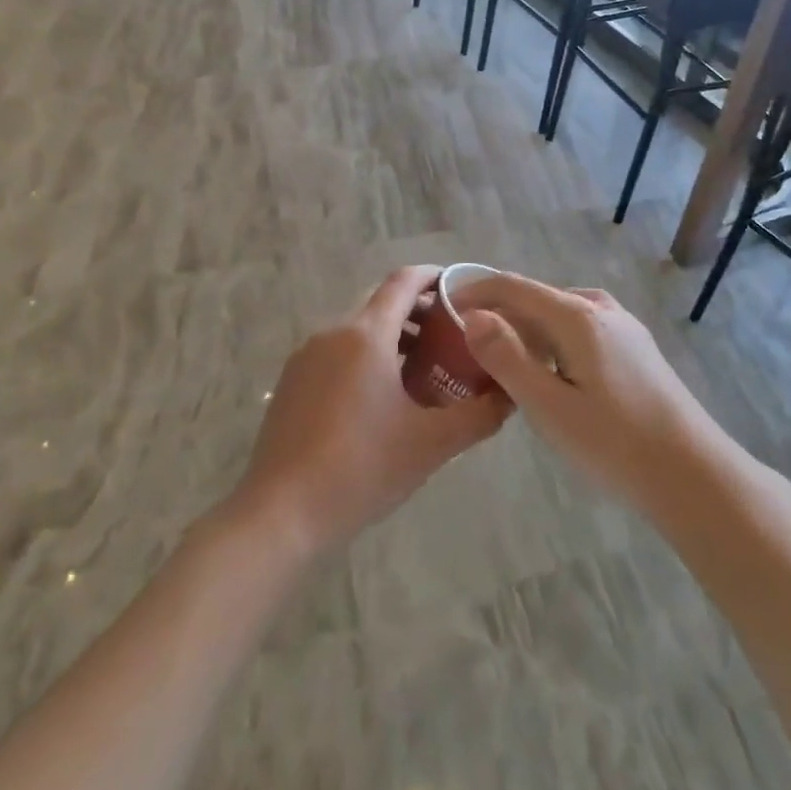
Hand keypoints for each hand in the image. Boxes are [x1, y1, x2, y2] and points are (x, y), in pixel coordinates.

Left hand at [232, 266, 513, 557]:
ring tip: (423, 372)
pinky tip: (381, 399)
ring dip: (392, 339)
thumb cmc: (361, 468)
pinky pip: (336, 353)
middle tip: (452, 339)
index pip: (403, 282)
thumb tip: (509, 395)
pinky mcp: (291, 382)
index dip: (433, 277)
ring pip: (357, 331)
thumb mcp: (431, 444)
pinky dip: (365, 358)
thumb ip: (478, 415)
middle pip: (381, 304)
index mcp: (365, 335)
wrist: (281, 512)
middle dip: (418, 314)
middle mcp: (332, 333)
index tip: (460, 288)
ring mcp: (306, 357)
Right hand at [454, 274, 716, 508]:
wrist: (694, 475)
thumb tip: (473, 317)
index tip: (443, 306)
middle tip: (465, 344)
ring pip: (559, 314)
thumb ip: (507, 358)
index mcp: (577, 315)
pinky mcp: (635, 348)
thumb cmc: (615, 443)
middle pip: (536, 297)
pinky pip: (579, 329)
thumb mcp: (549, 406)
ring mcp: (623, 327)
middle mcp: (600, 308)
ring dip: (526, 329)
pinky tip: (547, 372)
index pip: (513, 287)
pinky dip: (552, 341)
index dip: (475, 291)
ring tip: (500, 360)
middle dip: (498, 313)